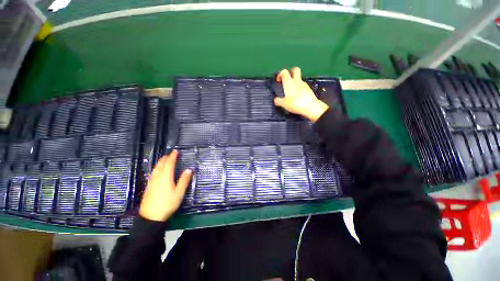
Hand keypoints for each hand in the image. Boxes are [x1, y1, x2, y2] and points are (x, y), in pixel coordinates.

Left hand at [139, 150, 192, 221]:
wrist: (151, 217)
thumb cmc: (167, 204)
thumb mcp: (179, 193)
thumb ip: (184, 180)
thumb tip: (189, 169)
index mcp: (165, 177)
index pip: (169, 163)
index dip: (172, 156)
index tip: (175, 151)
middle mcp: (157, 177)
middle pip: (160, 165)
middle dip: (165, 158)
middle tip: (170, 154)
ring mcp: (151, 182)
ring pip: (155, 169)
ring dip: (160, 162)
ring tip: (164, 160)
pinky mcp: (148, 187)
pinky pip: (153, 173)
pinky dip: (157, 168)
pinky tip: (157, 171)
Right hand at [274, 67, 328, 121]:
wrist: (311, 107)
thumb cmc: (296, 104)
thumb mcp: (284, 104)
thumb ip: (278, 101)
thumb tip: (276, 99)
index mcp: (289, 83)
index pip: (284, 72)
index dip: (280, 74)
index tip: (278, 81)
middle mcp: (297, 81)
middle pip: (295, 69)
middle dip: (291, 72)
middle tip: (287, 80)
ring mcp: (304, 84)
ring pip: (299, 79)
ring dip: (295, 82)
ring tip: (292, 92)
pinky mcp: (309, 89)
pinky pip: (302, 86)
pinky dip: (299, 89)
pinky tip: (298, 96)